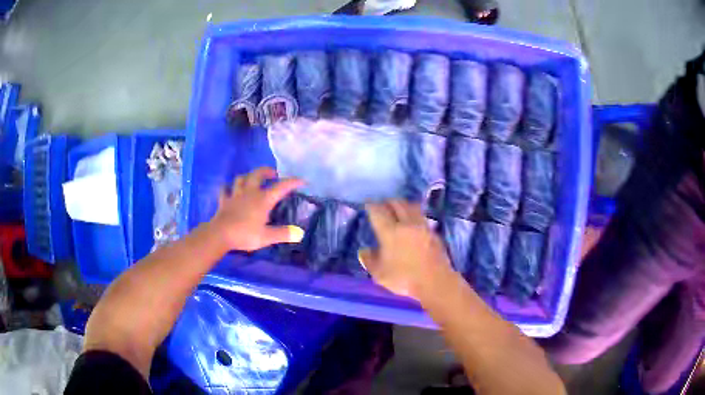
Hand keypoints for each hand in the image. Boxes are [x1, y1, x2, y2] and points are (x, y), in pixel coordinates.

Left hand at [211, 167, 304, 251]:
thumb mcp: (267, 237)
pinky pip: (225, 189)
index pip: (281, 187)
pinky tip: (229, 189)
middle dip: (267, 171)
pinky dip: (228, 187)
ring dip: (248, 176)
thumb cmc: (245, 234)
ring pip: (241, 178)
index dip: (293, 182)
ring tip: (252, 179)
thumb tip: (300, 233)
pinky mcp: (224, 200)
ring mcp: (235, 195)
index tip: (302, 181)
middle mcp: (250, 192)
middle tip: (273, 174)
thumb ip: (284, 234)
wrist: (220, 235)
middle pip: (258, 174)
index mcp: (263, 199)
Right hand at [359, 199, 453, 298]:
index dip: (371, 206)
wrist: (435, 282)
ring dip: (403, 204)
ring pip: (411, 207)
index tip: (368, 204)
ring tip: (398, 209)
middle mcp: (406, 224)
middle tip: (382, 205)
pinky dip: (414, 214)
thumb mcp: (379, 274)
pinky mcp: (433, 232)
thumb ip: (369, 260)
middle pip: (397, 204)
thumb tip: (364, 251)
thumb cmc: (404, 279)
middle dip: (387, 202)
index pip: (378, 211)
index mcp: (390, 232)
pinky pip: (421, 216)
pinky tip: (412, 222)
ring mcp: (422, 226)